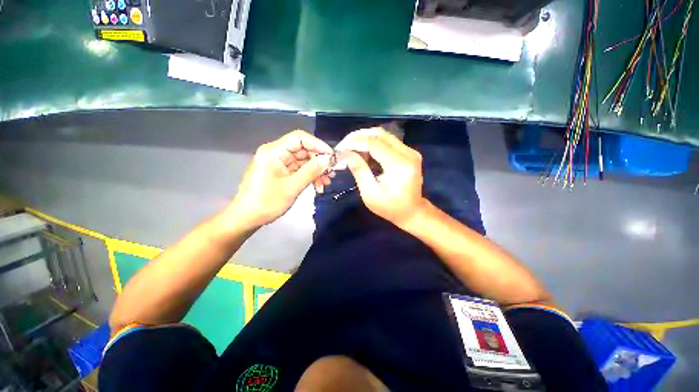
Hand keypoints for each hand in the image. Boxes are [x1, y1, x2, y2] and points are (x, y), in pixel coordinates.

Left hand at [229, 130, 332, 228]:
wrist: (247, 218)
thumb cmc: (267, 202)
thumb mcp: (293, 187)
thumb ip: (311, 171)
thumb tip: (328, 159)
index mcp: (274, 151)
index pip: (300, 138)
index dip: (318, 145)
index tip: (331, 157)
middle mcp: (276, 153)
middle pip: (303, 149)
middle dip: (319, 161)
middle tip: (331, 173)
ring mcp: (278, 162)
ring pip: (303, 160)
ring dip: (316, 170)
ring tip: (326, 183)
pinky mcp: (281, 171)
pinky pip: (299, 169)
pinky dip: (309, 176)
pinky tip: (318, 186)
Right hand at [336, 127, 425, 227]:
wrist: (412, 212)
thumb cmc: (390, 207)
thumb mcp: (370, 193)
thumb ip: (359, 170)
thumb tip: (345, 153)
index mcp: (399, 165)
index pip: (374, 143)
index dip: (355, 142)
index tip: (340, 148)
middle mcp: (408, 153)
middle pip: (379, 134)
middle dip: (358, 137)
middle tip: (344, 146)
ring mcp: (410, 151)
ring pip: (383, 135)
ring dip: (365, 139)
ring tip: (351, 150)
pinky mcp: (408, 153)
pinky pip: (388, 141)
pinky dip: (373, 144)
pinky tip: (363, 153)